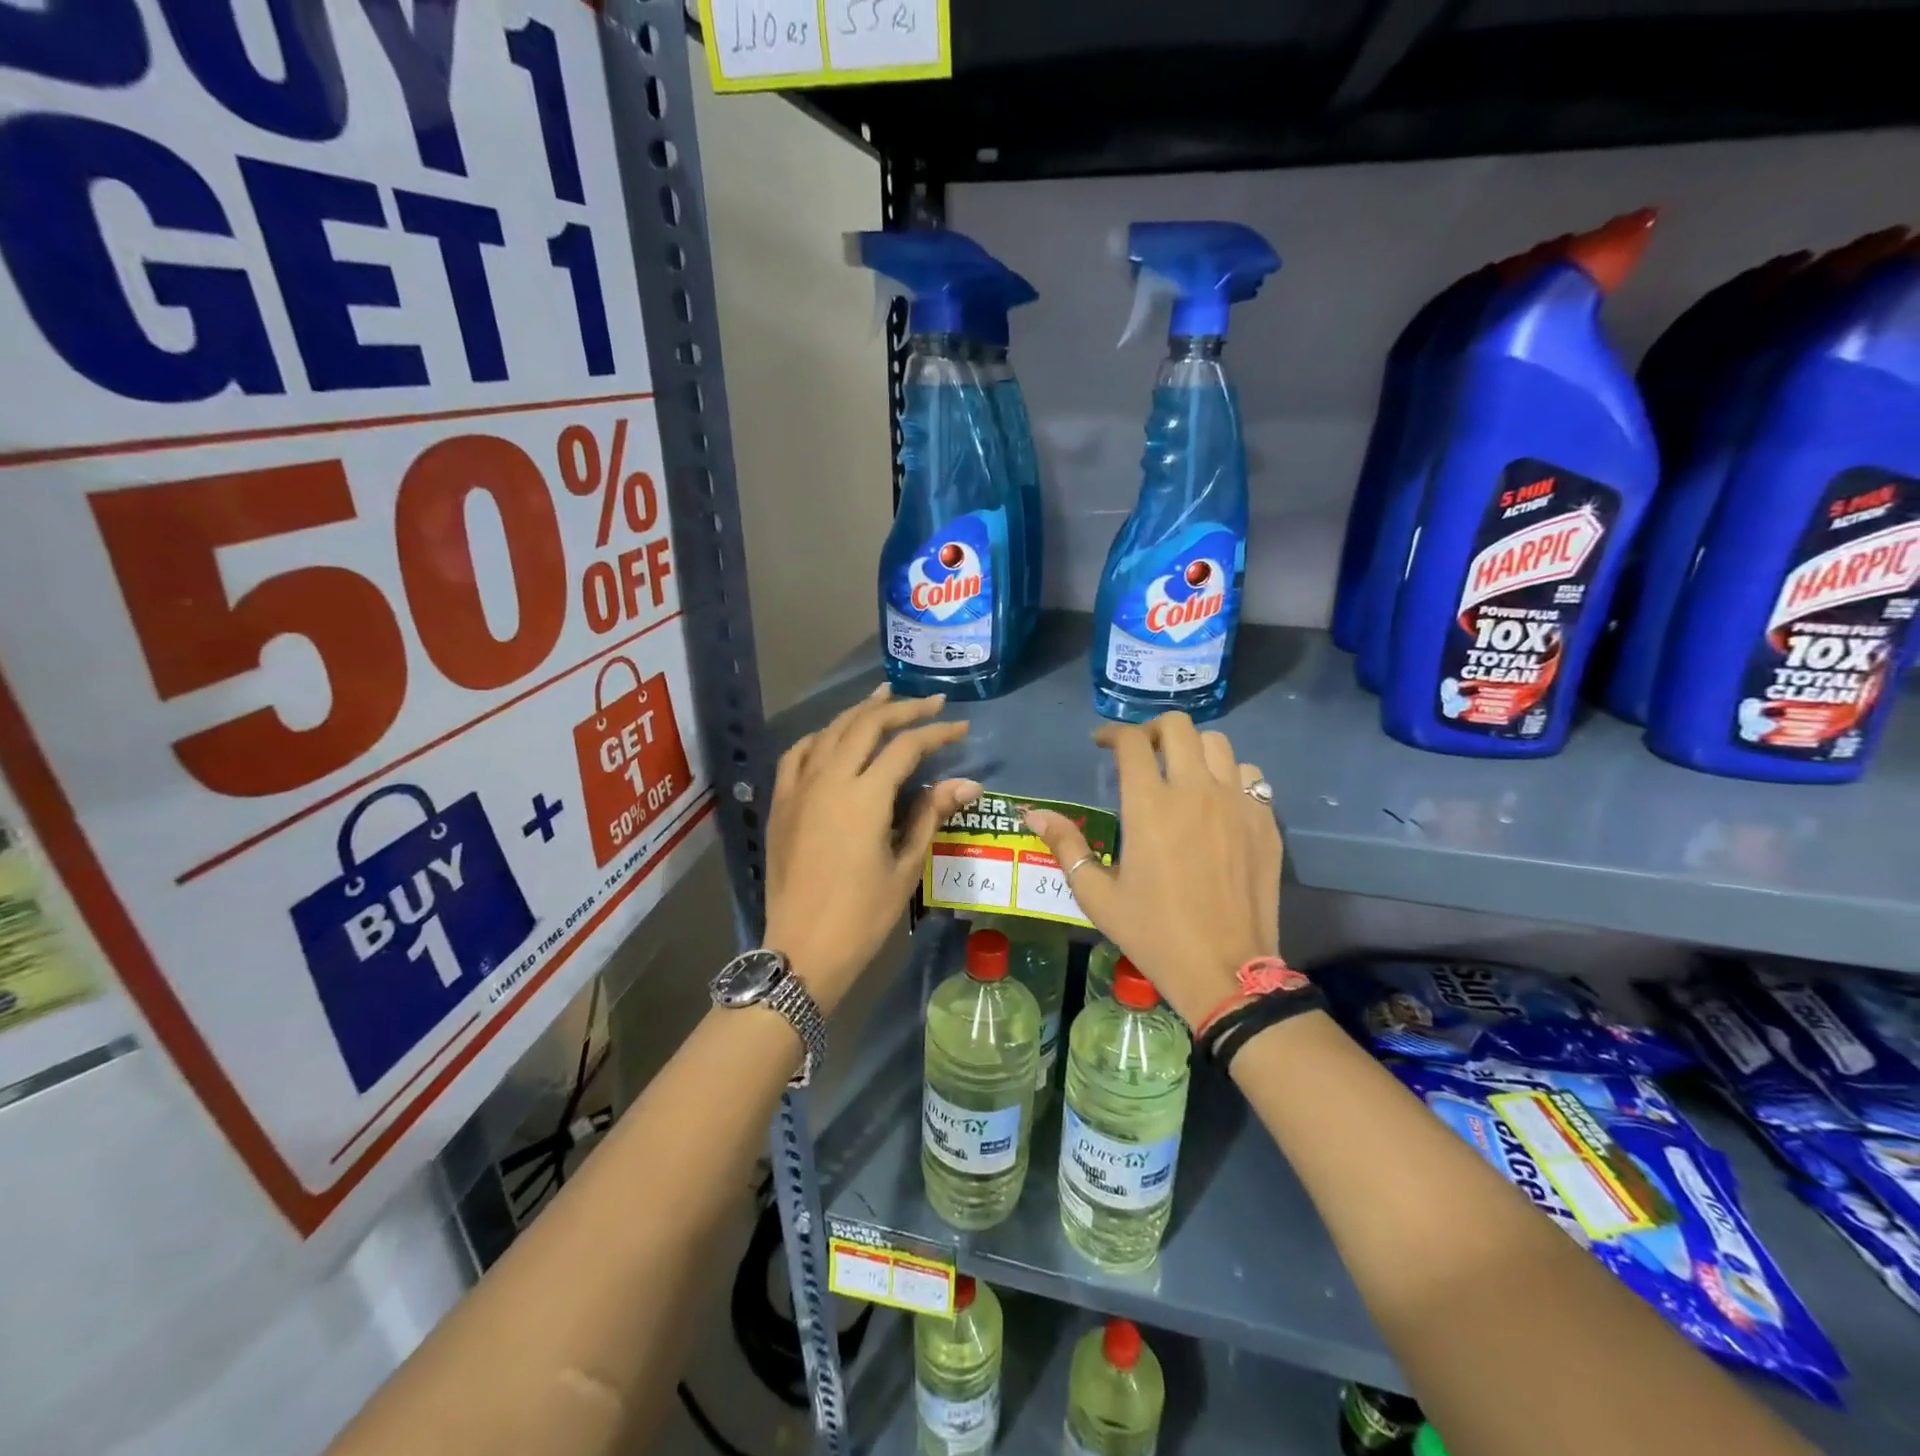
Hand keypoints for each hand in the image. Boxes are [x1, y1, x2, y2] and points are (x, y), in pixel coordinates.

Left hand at [763, 686, 981, 1012]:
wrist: (802, 949)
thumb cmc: (862, 915)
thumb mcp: (905, 866)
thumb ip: (931, 816)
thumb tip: (967, 783)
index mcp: (865, 796)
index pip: (906, 747)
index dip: (936, 733)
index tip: (960, 727)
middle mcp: (830, 779)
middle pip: (868, 725)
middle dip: (902, 709)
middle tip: (930, 702)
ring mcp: (800, 787)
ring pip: (831, 730)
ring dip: (861, 710)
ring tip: (885, 696)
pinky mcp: (782, 802)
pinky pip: (799, 753)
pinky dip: (821, 736)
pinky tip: (834, 735)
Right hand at [1023, 714, 1280, 1025]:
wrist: (1225, 971)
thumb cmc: (1153, 933)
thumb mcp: (1097, 895)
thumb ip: (1066, 846)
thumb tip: (1033, 814)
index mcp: (1150, 806)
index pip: (1131, 742)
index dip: (1112, 734)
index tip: (1102, 744)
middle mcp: (1195, 792)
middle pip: (1178, 727)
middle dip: (1153, 730)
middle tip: (1142, 753)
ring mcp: (1236, 804)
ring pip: (1219, 744)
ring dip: (1194, 748)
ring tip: (1181, 772)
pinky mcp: (1265, 822)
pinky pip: (1250, 777)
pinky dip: (1230, 776)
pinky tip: (1218, 800)